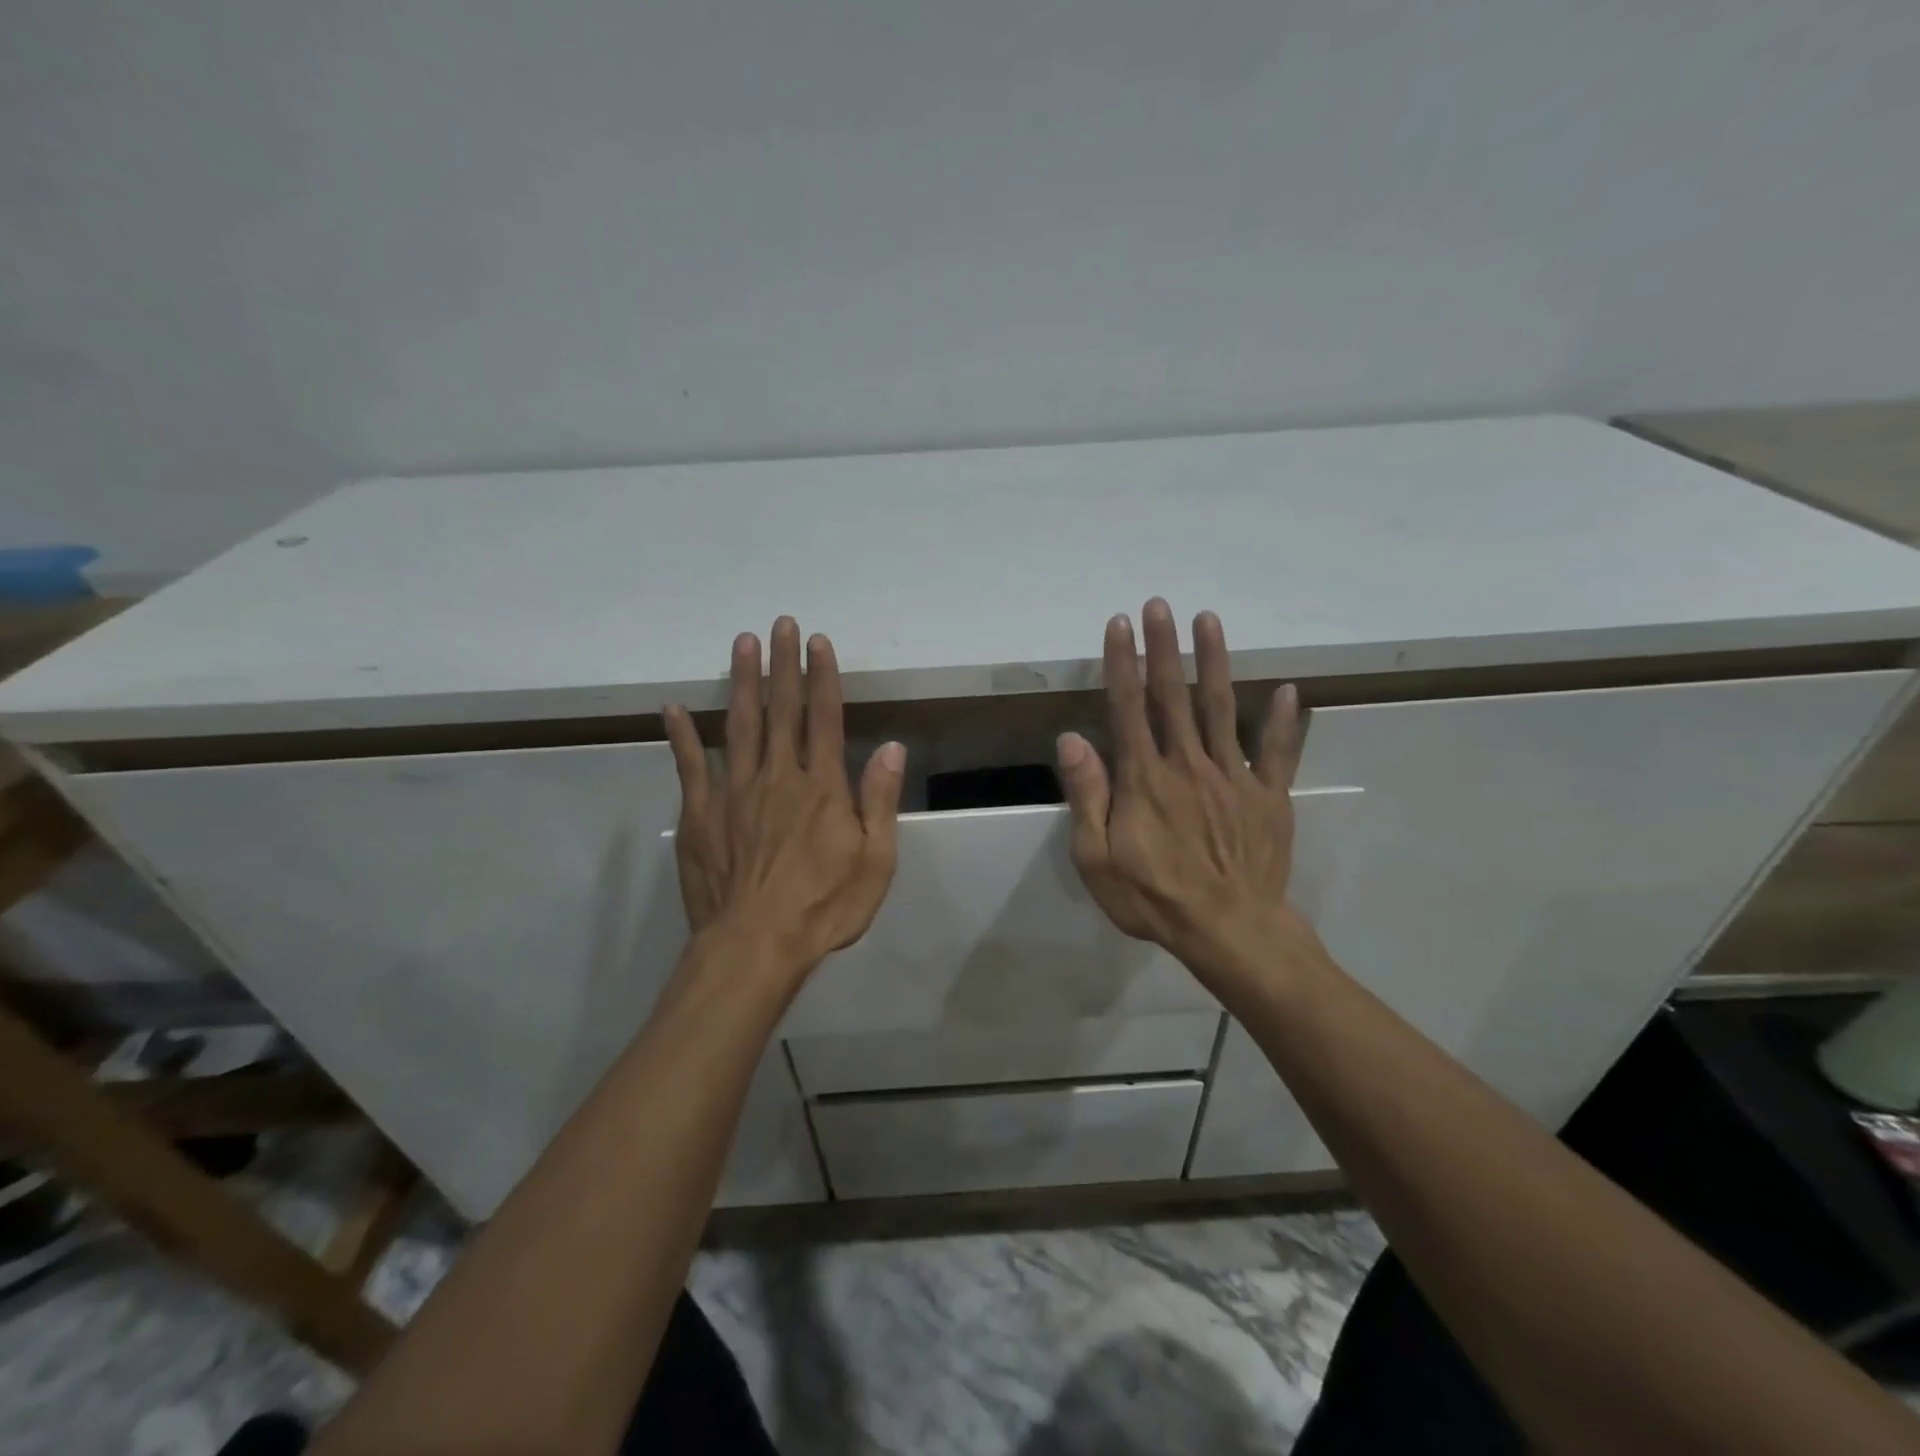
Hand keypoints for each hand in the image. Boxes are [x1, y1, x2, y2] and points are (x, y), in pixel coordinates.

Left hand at [663, 618, 904, 983]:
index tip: (817, 642)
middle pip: (782, 710)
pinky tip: (674, 708)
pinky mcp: (702, 815)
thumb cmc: (824, 907)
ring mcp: (735, 792)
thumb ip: (880, 801)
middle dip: (782, 664)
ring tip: (742, 643)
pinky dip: (682, 736)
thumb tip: (891, 748)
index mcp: (822, 787)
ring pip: (739, 725)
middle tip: (780, 623)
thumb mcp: (875, 861)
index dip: (822, 677)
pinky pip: (691, 766)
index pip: (824, 718)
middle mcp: (779, 777)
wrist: (756, 946)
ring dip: (742, 682)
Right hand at [1055, 598, 1308, 985]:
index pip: (1128, 707)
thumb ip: (1087, 795)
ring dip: (1214, 662)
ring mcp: (1233, 776)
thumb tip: (1071, 739)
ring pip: (1221, 708)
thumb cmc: (1154, 898)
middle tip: (1160, 604)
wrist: (1230, 932)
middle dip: (1164, 647)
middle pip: (1173, 695)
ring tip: (1210, 620)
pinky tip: (1287, 691)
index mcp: (1144, 778)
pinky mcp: (1268, 796)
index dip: (1122, 663)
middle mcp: (1188, 763)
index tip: (1119, 624)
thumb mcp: (1097, 858)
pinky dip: (1284, 721)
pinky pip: (1278, 752)